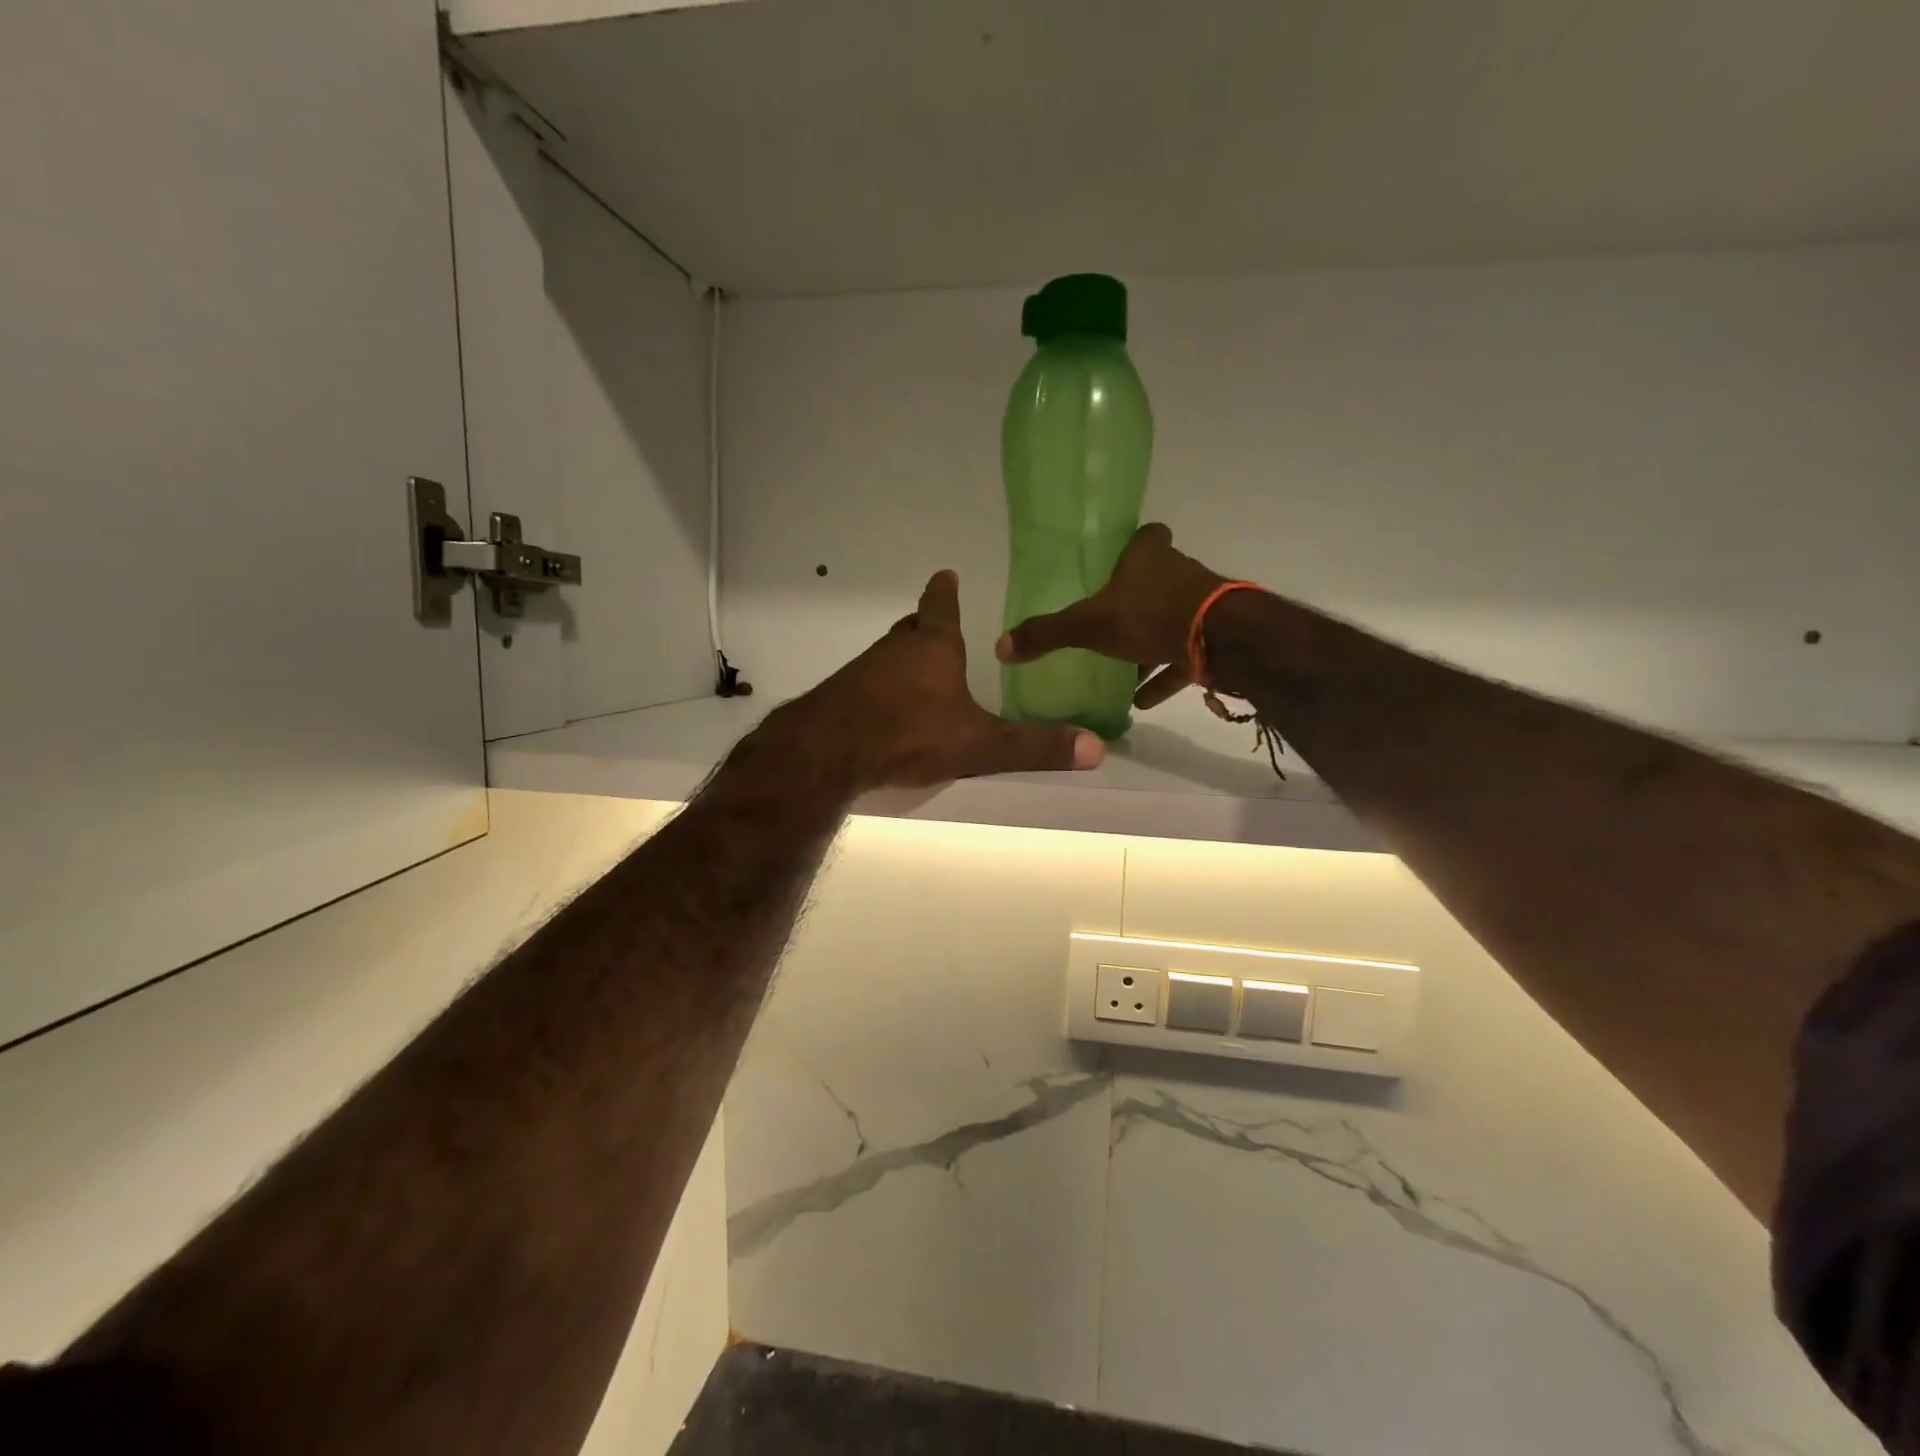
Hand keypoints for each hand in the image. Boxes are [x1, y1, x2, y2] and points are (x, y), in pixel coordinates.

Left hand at [775, 570, 1104, 791]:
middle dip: (927, 628)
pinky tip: (890, 713)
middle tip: (941, 633)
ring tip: (922, 679)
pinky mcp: (841, 697)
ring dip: (905, 662)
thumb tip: (1095, 748)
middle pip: (913, 629)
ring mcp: (863, 672)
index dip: (945, 591)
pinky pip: (868, 684)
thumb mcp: (978, 743)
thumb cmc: (910, 732)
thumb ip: (1032, 746)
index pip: (940, 606)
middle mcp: (895, 650)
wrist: (828, 751)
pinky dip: (883, 690)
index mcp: (933, 646)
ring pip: (889, 657)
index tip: (946, 574)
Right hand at [995, 523, 1228, 709]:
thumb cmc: (1149, 616)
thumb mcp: (1088, 625)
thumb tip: (1000, 646)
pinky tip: (1142, 700)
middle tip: (1110, 620)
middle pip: (1157, 579)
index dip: (1135, 545)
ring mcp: (1200, 606)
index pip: (1146, 535)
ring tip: (1122, 670)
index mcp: (1147, 558)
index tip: (1118, 561)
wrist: (1218, 640)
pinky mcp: (1213, 640)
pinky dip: (1163, 675)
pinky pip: (1182, 657)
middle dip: (1136, 598)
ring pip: (1170, 619)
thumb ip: (1047, 634)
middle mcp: (1177, 574)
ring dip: (1149, 641)